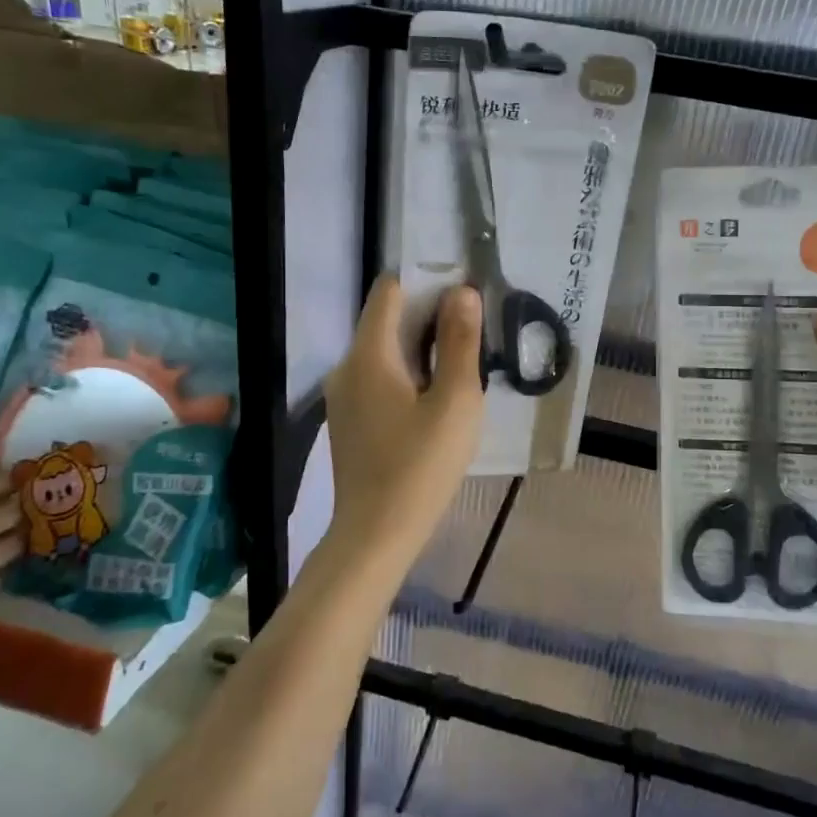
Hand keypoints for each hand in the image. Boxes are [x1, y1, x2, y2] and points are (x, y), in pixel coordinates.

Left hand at [324, 277, 483, 558]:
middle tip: (473, 334)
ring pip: (384, 351)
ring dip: (421, 348)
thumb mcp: (455, 402)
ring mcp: (343, 395)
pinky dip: (407, 374)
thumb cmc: (420, 467)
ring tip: (460, 366)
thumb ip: (459, 343)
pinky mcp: (349, 419)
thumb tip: (462, 292)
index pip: (389, 290)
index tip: (463, 295)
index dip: (426, 282)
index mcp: (368, 355)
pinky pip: (378, 378)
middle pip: (387, 320)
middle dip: (429, 317)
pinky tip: (435, 400)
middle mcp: (347, 366)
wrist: (375, 534)